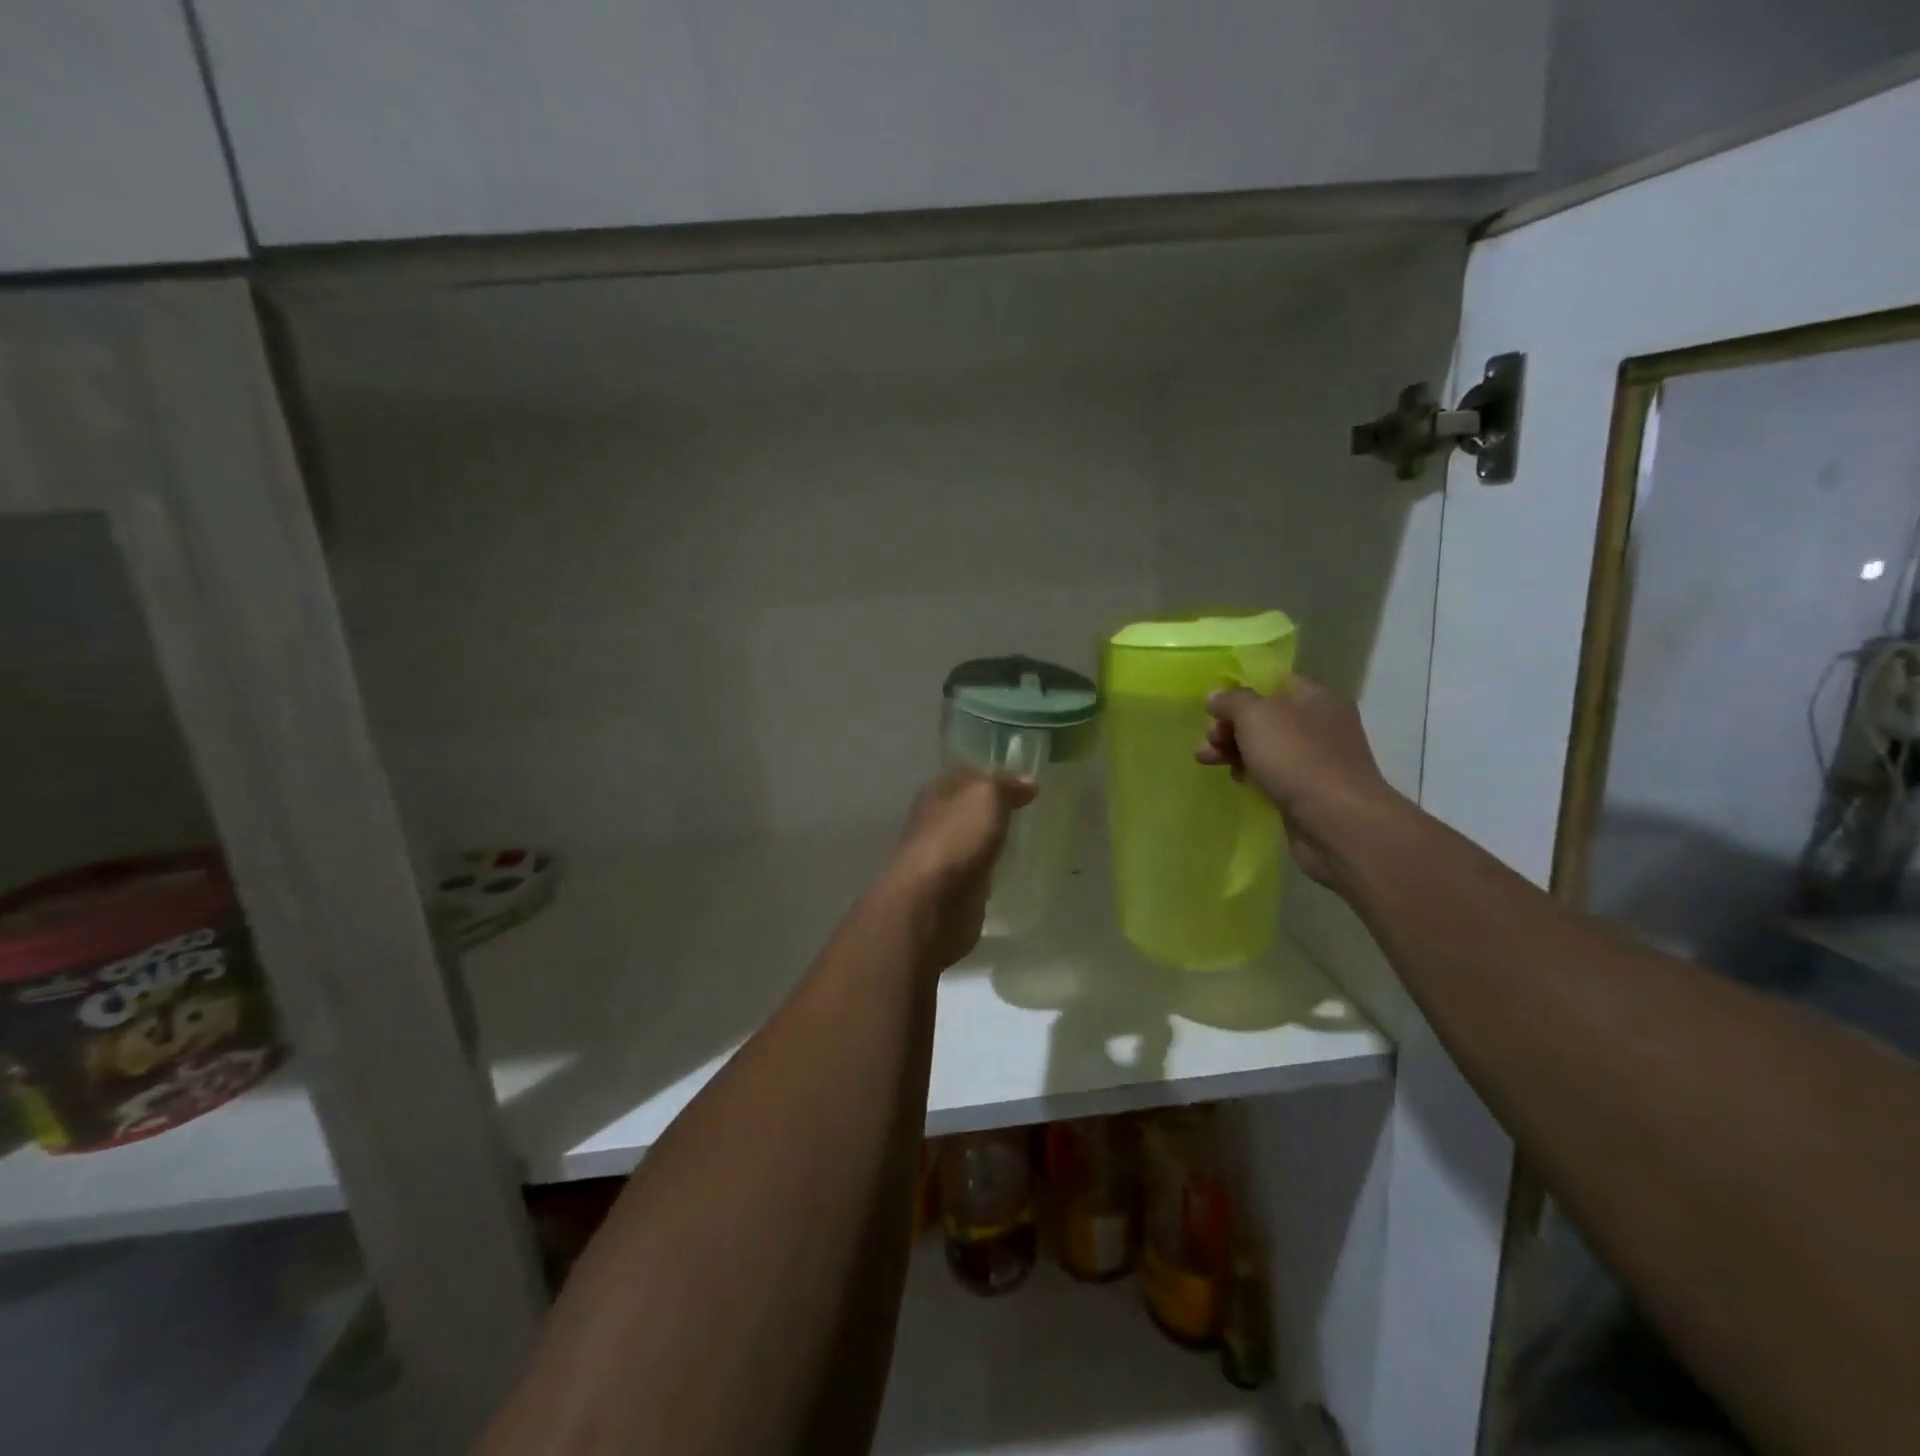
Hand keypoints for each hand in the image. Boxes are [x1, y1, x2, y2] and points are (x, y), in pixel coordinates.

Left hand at [882, 770, 1037, 970]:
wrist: (931, 901)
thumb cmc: (956, 838)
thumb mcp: (986, 796)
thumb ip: (1006, 785)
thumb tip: (1028, 782)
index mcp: (937, 792)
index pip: (968, 776)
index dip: (995, 776)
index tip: (1027, 783)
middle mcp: (936, 821)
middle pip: (970, 809)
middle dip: (996, 810)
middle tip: (1033, 810)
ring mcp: (944, 856)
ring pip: (974, 840)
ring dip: (994, 840)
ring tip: (1029, 838)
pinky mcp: (954, 888)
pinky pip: (978, 871)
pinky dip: (992, 870)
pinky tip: (1013, 870)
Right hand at [1196, 676, 1403, 885]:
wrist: (1336, 821)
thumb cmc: (1297, 758)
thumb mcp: (1256, 716)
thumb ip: (1232, 701)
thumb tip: (1215, 696)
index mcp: (1316, 697)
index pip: (1273, 682)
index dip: (1240, 691)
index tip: (1212, 708)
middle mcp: (1320, 724)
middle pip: (1265, 716)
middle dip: (1229, 726)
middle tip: (1208, 740)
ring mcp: (1317, 759)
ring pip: (1265, 746)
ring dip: (1233, 750)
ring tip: (1206, 761)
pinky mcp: (1309, 790)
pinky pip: (1273, 773)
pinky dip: (1252, 773)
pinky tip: (1238, 781)